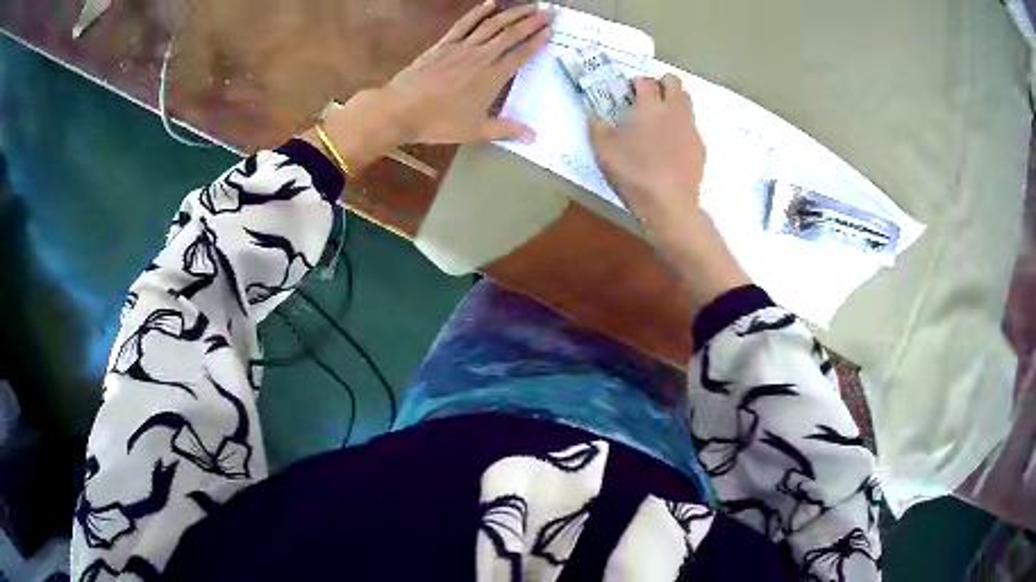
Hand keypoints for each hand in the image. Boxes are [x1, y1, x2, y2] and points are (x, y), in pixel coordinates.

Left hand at [303, 2, 550, 175]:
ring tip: (528, 5)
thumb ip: (507, 130)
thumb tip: (535, 137)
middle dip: (531, 22)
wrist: (401, 109)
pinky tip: (490, 3)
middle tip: (548, 12)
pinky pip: (464, 24)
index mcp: (492, 77)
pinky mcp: (444, 44)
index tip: (550, 31)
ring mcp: (462, 47)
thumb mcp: (476, 131)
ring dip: (512, 13)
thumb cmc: (439, 122)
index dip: (537, 41)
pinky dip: (478, 12)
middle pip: (510, 34)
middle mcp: (481, 57)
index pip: (520, 54)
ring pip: (492, 25)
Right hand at [589, 75, 705, 229]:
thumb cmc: (634, 172)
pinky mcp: (700, 147)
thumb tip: (593, 115)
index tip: (627, 93)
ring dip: (673, 103)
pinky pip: (691, 127)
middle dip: (661, 84)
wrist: (669, 204)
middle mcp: (674, 110)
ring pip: (686, 102)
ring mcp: (690, 128)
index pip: (646, 80)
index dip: (635, 83)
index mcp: (650, 106)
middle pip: (674, 82)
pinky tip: (669, 147)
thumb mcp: (604, 150)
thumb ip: (597, 127)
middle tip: (647, 100)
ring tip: (659, 122)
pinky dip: (680, 128)